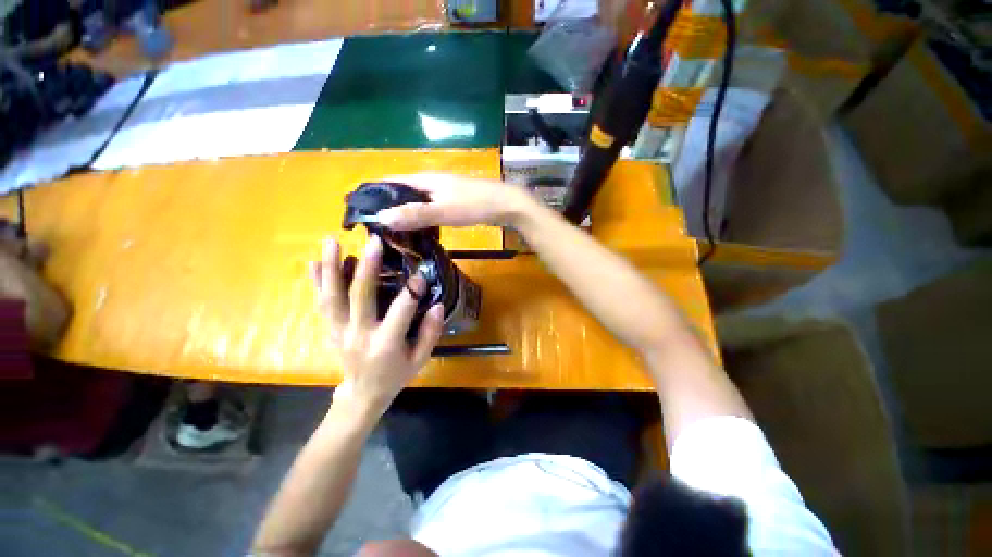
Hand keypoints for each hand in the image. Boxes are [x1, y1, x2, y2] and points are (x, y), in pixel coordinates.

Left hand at [310, 235, 444, 420]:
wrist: (362, 394)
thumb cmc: (395, 375)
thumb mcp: (420, 359)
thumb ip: (430, 332)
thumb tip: (437, 305)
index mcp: (386, 344)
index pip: (401, 312)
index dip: (412, 292)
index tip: (420, 275)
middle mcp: (359, 334)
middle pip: (361, 297)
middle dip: (367, 267)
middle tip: (373, 241)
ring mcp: (340, 331)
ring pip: (333, 297)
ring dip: (331, 267)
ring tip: (332, 240)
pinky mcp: (330, 329)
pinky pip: (321, 304)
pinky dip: (317, 282)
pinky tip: (313, 262)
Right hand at [375, 173, 535, 230]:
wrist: (507, 205)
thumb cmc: (475, 205)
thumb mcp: (443, 210)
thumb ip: (415, 214)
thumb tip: (381, 217)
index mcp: (424, 180)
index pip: (389, 181)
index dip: (372, 192)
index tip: (354, 207)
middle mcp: (430, 183)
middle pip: (401, 193)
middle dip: (385, 206)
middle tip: (370, 226)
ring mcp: (442, 193)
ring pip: (416, 202)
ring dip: (403, 214)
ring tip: (388, 232)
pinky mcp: (452, 203)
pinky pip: (429, 210)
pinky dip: (420, 219)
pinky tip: (417, 232)